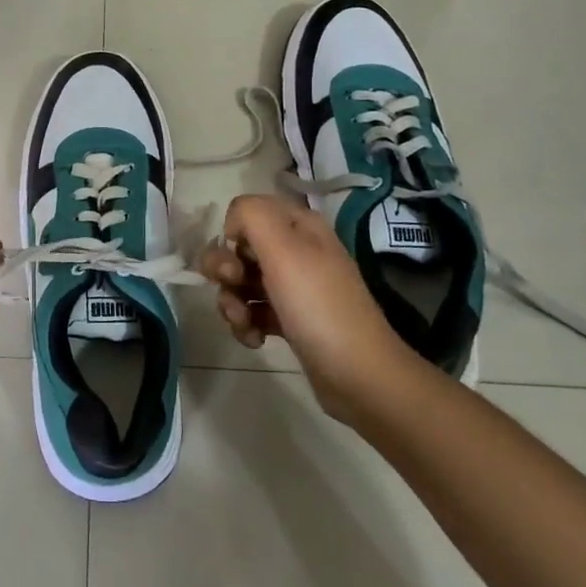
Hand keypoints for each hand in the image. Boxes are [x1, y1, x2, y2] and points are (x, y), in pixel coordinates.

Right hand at [197, 194, 416, 422]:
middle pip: (240, 248)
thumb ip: (251, 215)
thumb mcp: (284, 249)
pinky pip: (253, 310)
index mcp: (299, 226)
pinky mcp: (291, 319)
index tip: (237, 258)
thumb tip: (233, 223)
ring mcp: (294, 286)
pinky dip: (246, 323)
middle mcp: (297, 250)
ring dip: (232, 301)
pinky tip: (254, 339)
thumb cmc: (318, 305)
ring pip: (242, 282)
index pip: (248, 211)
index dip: (233, 232)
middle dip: (225, 270)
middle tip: (233, 287)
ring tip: (243, 323)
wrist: (359, 375)